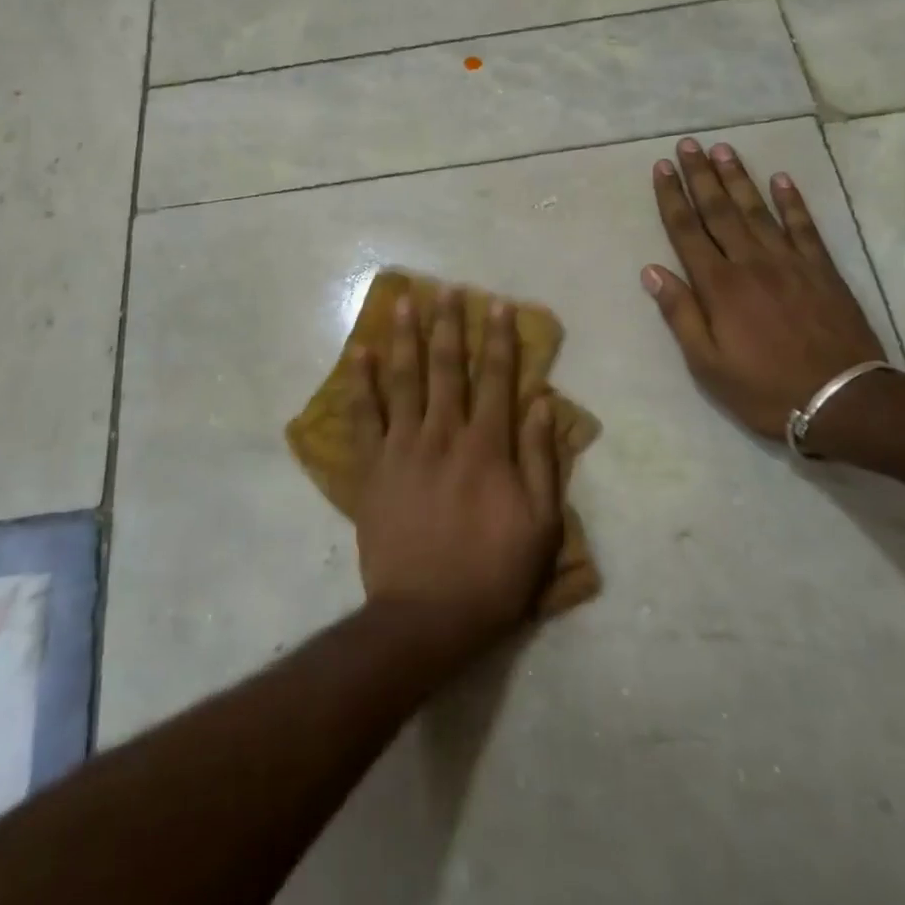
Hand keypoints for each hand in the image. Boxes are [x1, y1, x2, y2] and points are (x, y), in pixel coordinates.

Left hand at [350, 289, 562, 656]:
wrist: (427, 616)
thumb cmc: (493, 573)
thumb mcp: (540, 524)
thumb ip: (540, 460)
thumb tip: (542, 404)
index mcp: (487, 447)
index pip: (497, 379)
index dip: (498, 339)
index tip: (496, 305)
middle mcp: (444, 435)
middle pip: (446, 368)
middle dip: (448, 325)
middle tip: (446, 289)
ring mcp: (404, 448)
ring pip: (404, 380)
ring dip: (406, 338)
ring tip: (404, 302)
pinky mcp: (373, 468)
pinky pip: (365, 417)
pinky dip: (362, 383)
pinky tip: (362, 353)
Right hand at [643, 138, 886, 440]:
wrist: (842, 401)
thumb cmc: (763, 388)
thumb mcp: (707, 363)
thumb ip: (680, 314)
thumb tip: (652, 271)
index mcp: (718, 286)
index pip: (687, 231)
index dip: (672, 197)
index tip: (661, 168)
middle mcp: (750, 263)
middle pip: (720, 210)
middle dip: (701, 175)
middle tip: (688, 145)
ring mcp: (789, 262)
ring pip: (757, 210)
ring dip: (738, 178)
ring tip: (724, 149)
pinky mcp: (822, 269)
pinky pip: (804, 226)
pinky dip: (791, 201)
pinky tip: (781, 179)